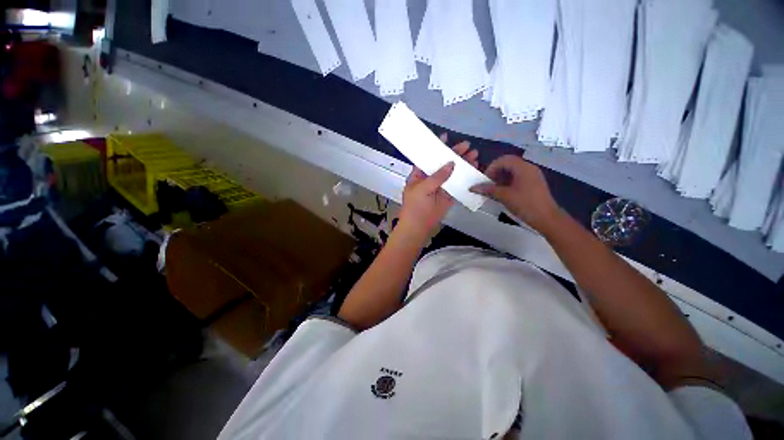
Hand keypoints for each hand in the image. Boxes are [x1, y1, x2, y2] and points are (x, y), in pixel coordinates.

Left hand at [399, 135, 479, 237]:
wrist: (418, 226)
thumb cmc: (415, 205)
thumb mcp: (422, 188)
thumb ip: (437, 176)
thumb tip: (451, 163)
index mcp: (419, 174)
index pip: (428, 158)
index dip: (436, 147)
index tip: (445, 137)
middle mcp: (430, 178)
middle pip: (443, 164)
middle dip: (454, 154)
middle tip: (467, 146)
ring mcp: (440, 187)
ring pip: (453, 173)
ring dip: (462, 165)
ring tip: (474, 155)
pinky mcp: (448, 196)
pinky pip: (457, 185)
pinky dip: (465, 178)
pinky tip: (473, 170)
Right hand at [470, 155, 560, 232]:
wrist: (547, 218)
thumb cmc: (525, 204)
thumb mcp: (504, 196)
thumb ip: (488, 190)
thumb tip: (473, 188)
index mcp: (523, 168)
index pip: (503, 160)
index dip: (491, 167)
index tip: (485, 180)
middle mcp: (528, 168)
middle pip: (508, 164)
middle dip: (495, 172)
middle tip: (488, 183)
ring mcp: (532, 176)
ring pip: (512, 171)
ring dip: (501, 177)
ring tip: (494, 189)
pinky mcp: (533, 184)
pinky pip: (517, 177)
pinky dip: (508, 182)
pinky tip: (503, 192)